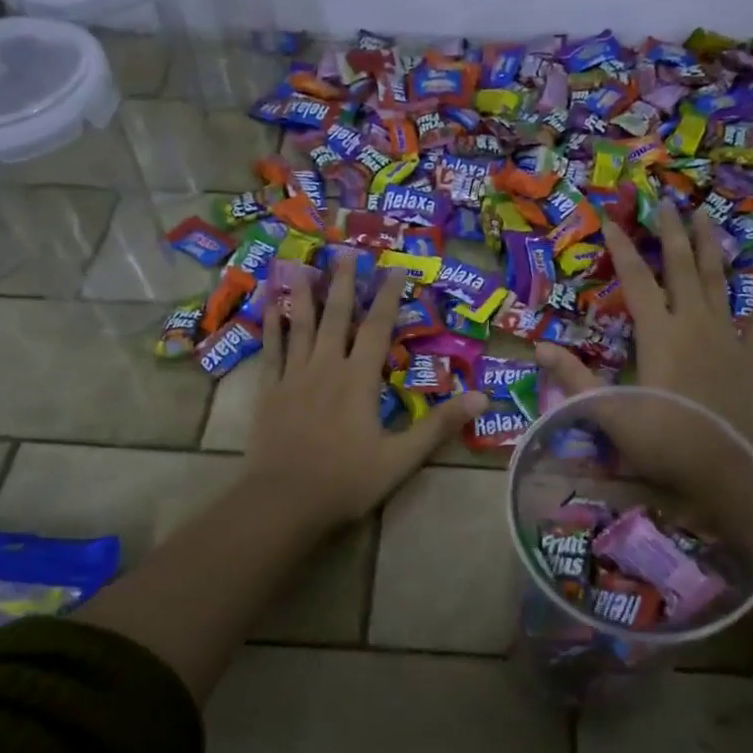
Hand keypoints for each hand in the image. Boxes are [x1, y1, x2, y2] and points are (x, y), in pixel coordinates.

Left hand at [243, 251, 487, 529]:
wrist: (284, 501)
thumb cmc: (347, 480)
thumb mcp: (402, 458)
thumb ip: (439, 426)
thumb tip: (482, 397)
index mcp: (359, 380)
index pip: (378, 328)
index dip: (389, 296)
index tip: (396, 268)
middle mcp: (326, 367)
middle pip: (337, 316)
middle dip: (344, 283)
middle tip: (346, 252)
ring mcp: (293, 377)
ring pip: (301, 326)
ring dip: (305, 294)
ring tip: (303, 264)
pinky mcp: (269, 391)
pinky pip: (271, 350)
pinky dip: (272, 326)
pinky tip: (272, 307)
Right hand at [537, 200, 752, 452]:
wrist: (732, 468)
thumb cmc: (666, 441)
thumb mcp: (609, 413)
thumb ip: (575, 378)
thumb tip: (539, 346)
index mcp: (659, 333)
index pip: (636, 280)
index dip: (622, 248)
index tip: (611, 218)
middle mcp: (694, 323)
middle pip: (682, 268)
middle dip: (671, 233)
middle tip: (665, 200)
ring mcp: (726, 337)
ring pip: (719, 281)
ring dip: (711, 248)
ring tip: (706, 216)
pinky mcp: (750, 357)